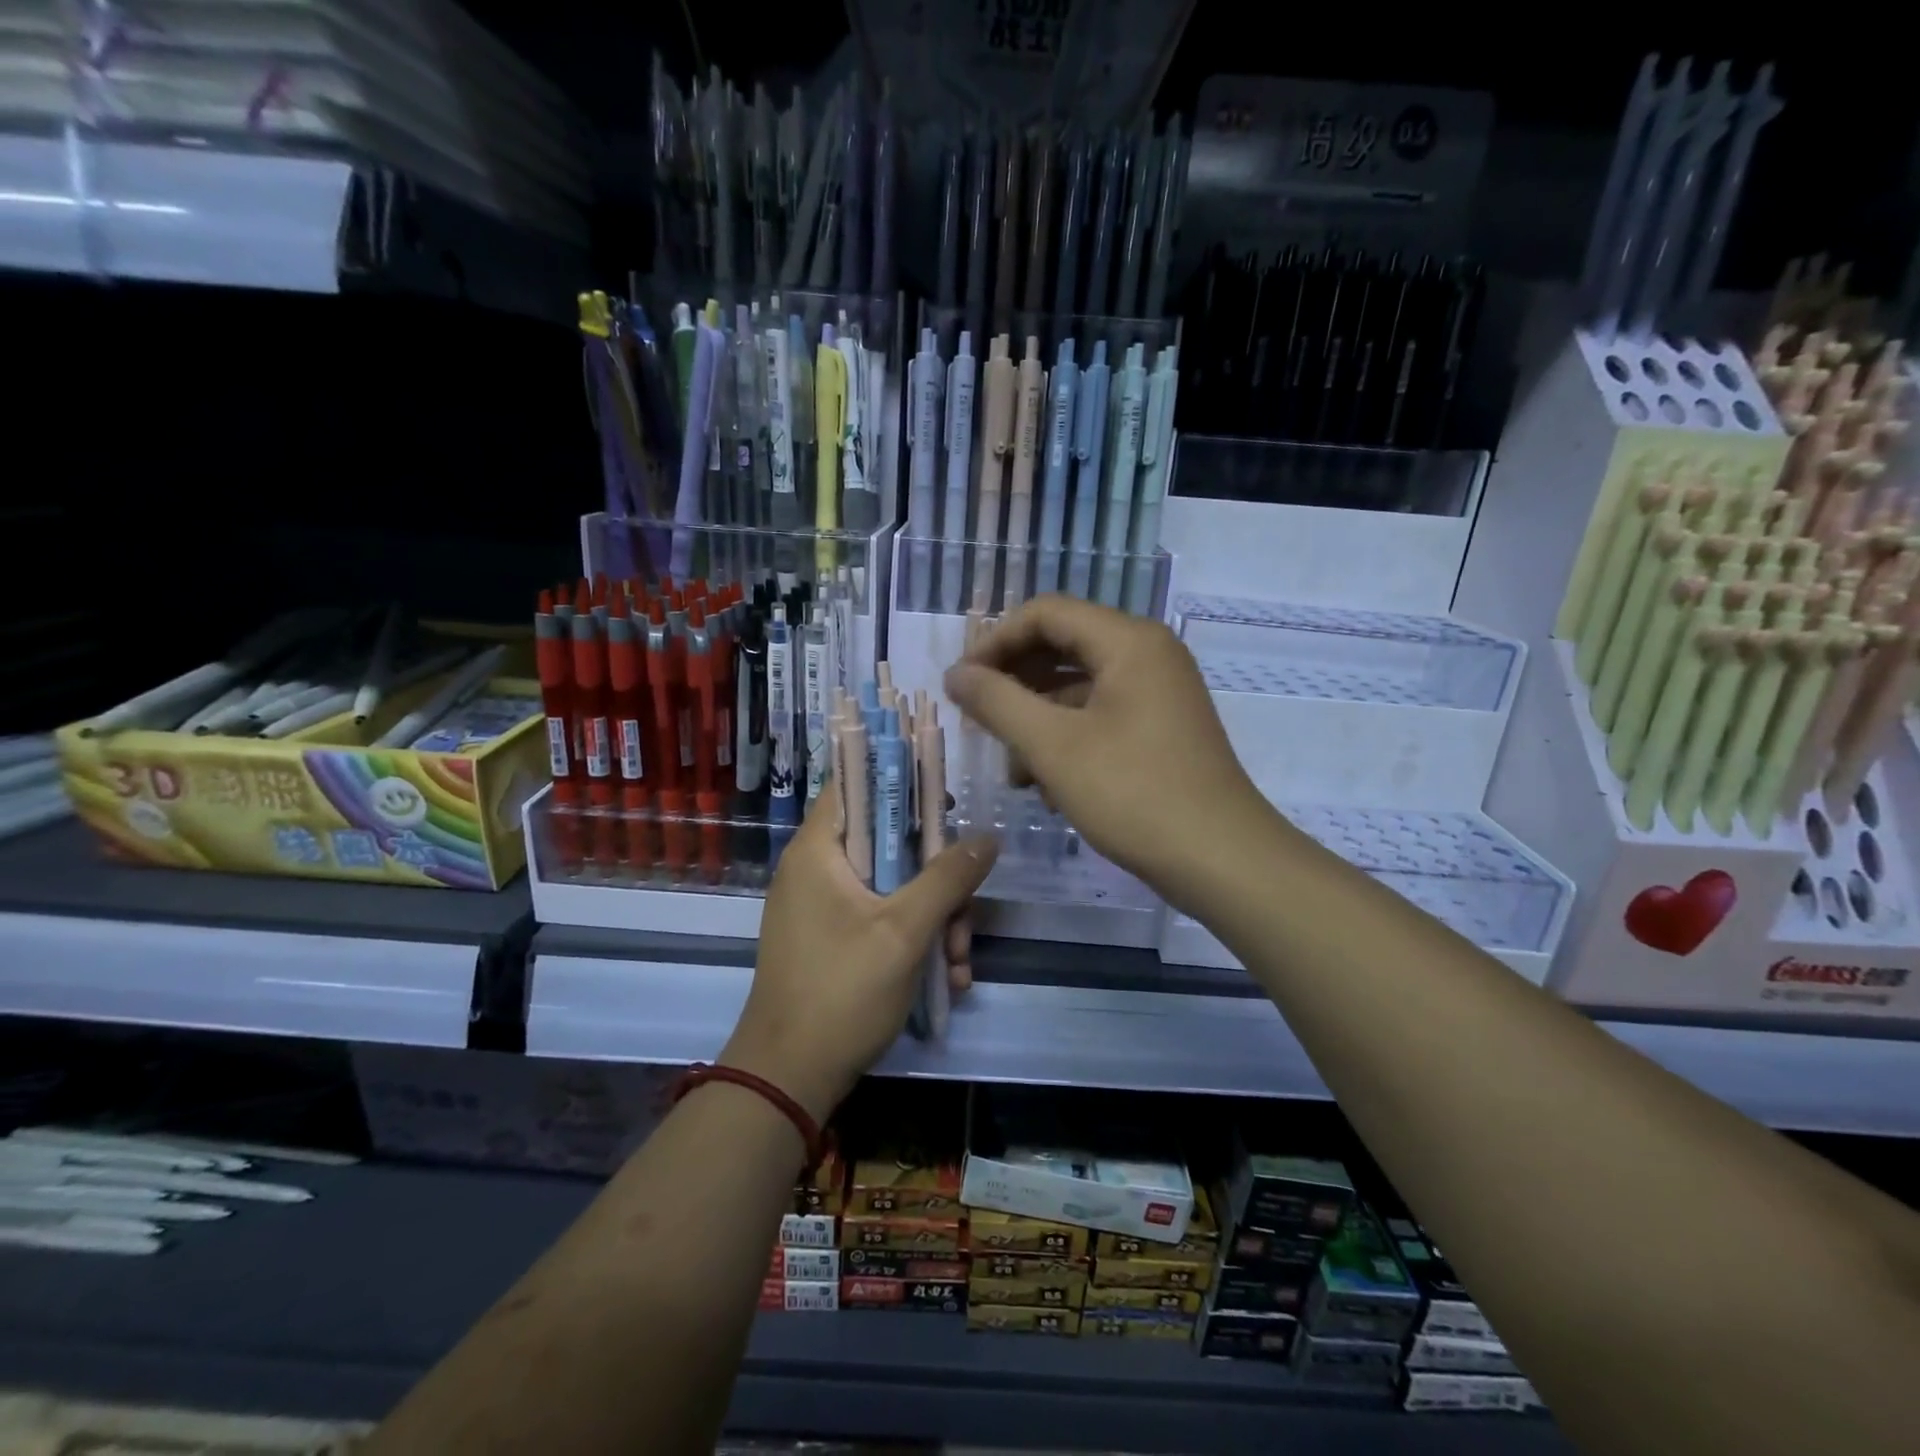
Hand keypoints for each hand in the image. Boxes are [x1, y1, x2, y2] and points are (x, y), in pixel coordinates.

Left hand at [721, 795, 997, 1121]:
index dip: (900, 781)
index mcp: (819, 850)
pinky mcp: (832, 942)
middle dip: (937, 880)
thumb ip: (948, 877)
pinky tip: (945, 980)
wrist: (789, 1079)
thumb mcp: (905, 930)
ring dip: (935, 920)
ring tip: (958, 963)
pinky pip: (881, 921)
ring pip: (893, 888)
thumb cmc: (842, 990)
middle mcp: (816, 870)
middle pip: (888, 844)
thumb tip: (987, 836)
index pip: (855, 784)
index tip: (945, 802)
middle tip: (965, 914)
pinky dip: (913, 942)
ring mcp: (823, 909)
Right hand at [943, 594, 1266, 909]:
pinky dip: (1067, 739)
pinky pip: (1100, 715)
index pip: (1045, 613)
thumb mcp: (1053, 747)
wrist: (1221, 860)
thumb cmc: (1133, 794)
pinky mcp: (1160, 728)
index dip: (994, 641)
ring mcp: (1158, 692)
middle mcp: (1147, 654)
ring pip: (1078, 687)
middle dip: (1014, 683)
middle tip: (979, 721)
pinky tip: (1048, 786)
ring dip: (1037, 720)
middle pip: (1062, 646)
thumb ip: (997, 702)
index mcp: (1128, 641)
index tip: (962, 684)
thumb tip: (956, 675)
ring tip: (1014, 772)